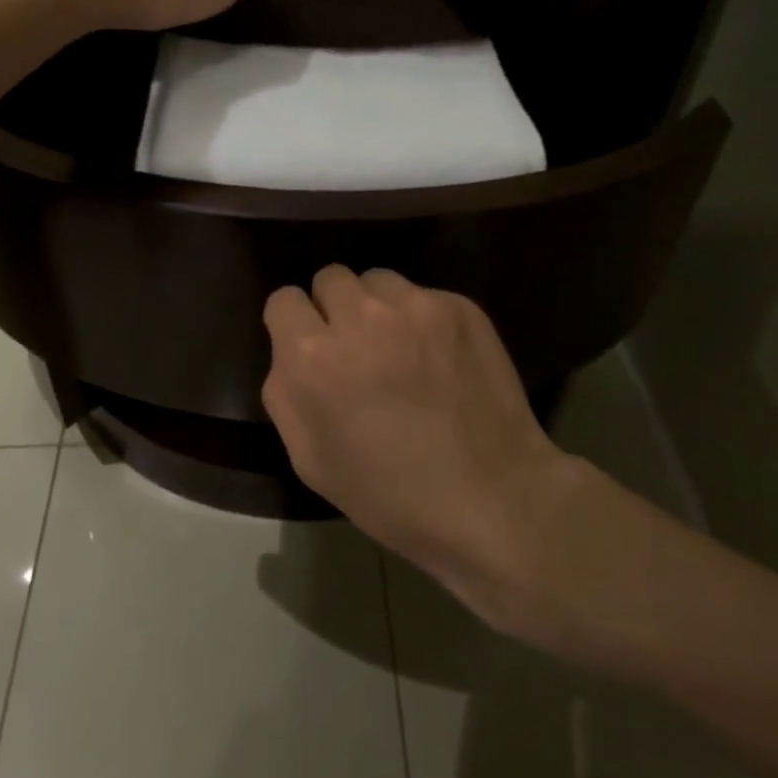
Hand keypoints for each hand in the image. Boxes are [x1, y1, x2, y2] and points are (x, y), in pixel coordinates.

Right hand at [262, 266, 578, 619]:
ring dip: (378, 307)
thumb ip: (285, 392)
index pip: (284, 299)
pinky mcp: (459, 306)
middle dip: (335, 308)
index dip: (294, 324)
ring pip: (378, 280)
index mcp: (313, 357)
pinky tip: (440, 358)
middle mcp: (360, 316)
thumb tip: (291, 352)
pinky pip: (423, 295)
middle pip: (331, 278)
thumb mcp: (310, 460)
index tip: (311, 347)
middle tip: (357, 348)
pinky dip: (423, 319)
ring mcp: (415, 306)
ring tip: (401, 349)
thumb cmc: (391, 494)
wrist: (493, 499)